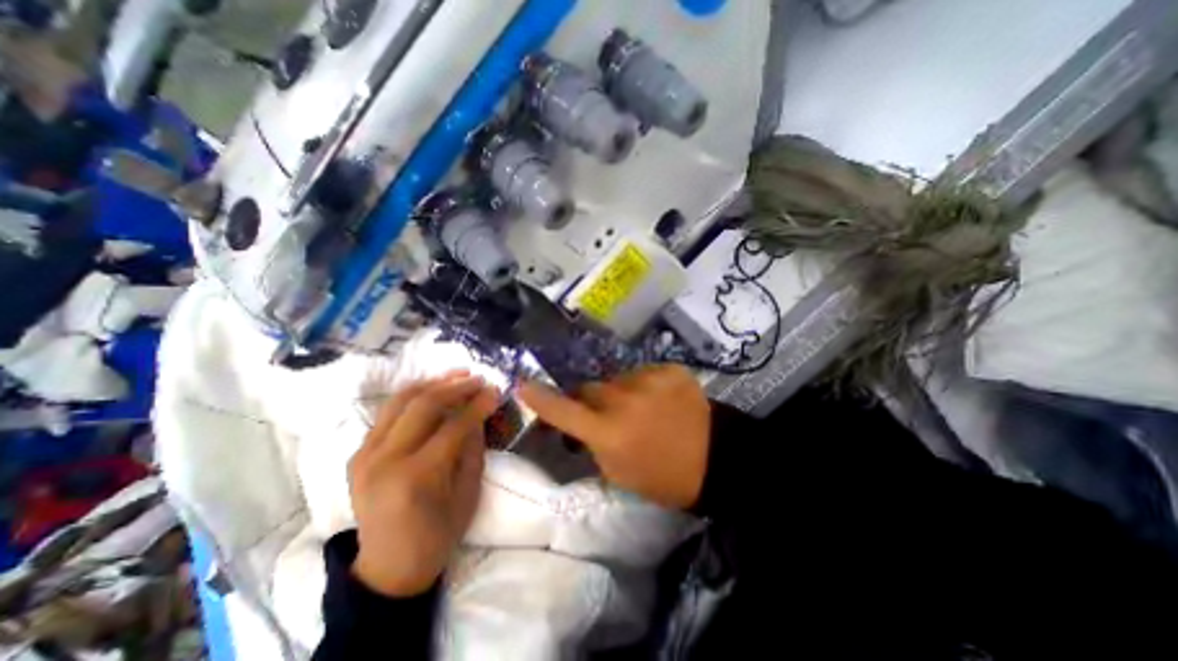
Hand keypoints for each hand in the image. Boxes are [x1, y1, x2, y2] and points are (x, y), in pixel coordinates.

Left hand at [346, 375, 498, 595]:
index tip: (495, 390)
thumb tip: (479, 412)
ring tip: (456, 375)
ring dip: (432, 383)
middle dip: (456, 386)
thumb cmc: (438, 535)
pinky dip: (412, 397)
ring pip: (400, 400)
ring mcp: (366, 455)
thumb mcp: (469, 492)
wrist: (389, 568)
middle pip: (423, 404)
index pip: (454, 426)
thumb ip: (474, 448)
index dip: (478, 405)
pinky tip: (432, 391)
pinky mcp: (358, 454)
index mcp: (417, 476)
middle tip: (477, 379)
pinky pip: (387, 413)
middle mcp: (386, 459)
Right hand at [523, 364, 707, 509]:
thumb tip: (581, 424)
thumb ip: (594, 444)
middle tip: (607, 415)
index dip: (541, 400)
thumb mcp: (619, 473)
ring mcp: (650, 380)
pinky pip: (644, 373)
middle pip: (590, 388)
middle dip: (590, 401)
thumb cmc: (663, 476)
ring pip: (618, 380)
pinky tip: (663, 401)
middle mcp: (625, 401)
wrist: (716, 459)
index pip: (565, 412)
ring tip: (643, 410)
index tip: (523, 385)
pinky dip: (646, 385)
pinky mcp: (670, 369)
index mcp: (610, 433)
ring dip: (621, 393)